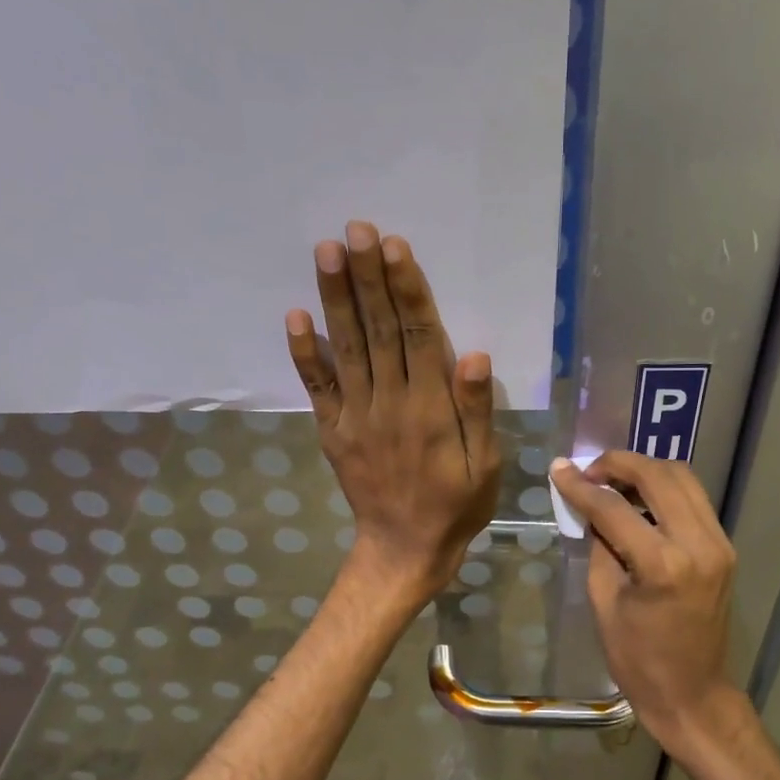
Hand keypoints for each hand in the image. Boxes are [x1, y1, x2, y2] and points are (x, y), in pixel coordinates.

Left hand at [287, 222, 500, 606]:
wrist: (404, 550)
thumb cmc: (455, 506)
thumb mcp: (484, 466)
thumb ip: (476, 411)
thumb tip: (472, 355)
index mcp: (430, 408)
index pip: (417, 336)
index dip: (406, 290)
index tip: (393, 247)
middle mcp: (389, 403)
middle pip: (378, 330)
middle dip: (367, 277)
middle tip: (356, 229)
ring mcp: (356, 416)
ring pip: (346, 348)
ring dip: (335, 298)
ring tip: (327, 252)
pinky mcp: (333, 431)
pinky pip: (317, 387)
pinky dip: (305, 352)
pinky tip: (295, 316)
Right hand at [550, 451, 750, 756]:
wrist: (692, 694)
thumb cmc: (638, 659)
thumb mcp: (604, 601)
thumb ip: (599, 546)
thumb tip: (590, 507)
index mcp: (663, 565)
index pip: (615, 508)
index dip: (581, 486)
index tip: (559, 470)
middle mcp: (699, 544)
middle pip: (658, 475)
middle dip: (619, 464)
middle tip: (589, 471)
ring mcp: (719, 543)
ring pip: (683, 478)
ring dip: (645, 471)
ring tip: (612, 482)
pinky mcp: (725, 548)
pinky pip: (694, 500)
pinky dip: (664, 490)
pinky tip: (639, 501)